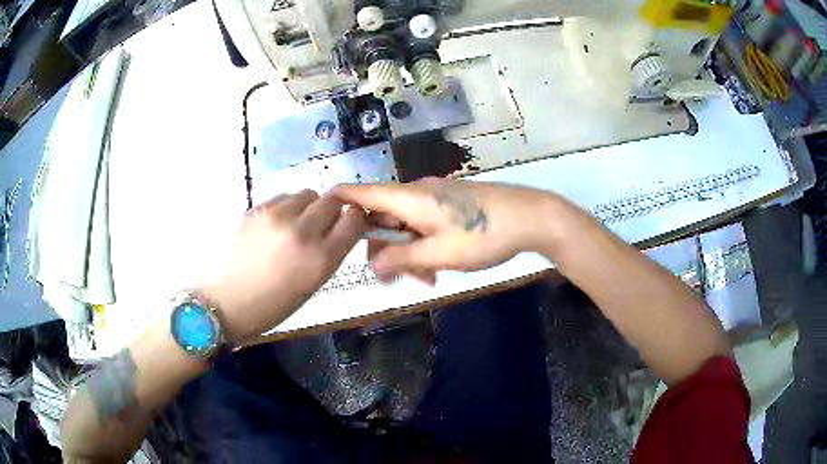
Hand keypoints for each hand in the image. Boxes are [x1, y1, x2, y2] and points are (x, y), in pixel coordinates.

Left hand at [202, 190, 367, 342]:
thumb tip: (339, 229)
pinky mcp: (257, 209)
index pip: (355, 219)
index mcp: (321, 259)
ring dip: (310, 206)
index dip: (357, 219)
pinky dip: (288, 206)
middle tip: (323, 225)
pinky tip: (277, 225)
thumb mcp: (311, 287)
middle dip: (334, 210)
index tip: (352, 225)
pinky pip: (284, 197)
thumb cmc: (270, 307)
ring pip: (308, 194)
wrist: (224, 302)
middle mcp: (302, 232)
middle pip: (333, 200)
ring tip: (298, 224)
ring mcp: (277, 216)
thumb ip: (329, 254)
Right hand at [330, 178, 571, 281]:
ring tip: (428, 279)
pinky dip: (424, 245)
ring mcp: (436, 198)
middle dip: (384, 249)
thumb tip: (372, 264)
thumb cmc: (483, 234)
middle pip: (383, 217)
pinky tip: (439, 266)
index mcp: (409, 199)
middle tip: (395, 281)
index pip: (362, 193)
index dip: (339, 200)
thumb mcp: (439, 254)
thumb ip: (401, 259)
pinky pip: (424, 224)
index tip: (321, 213)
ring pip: (405, 225)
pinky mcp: (451, 204)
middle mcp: (417, 193)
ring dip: (408, 253)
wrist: (531, 218)